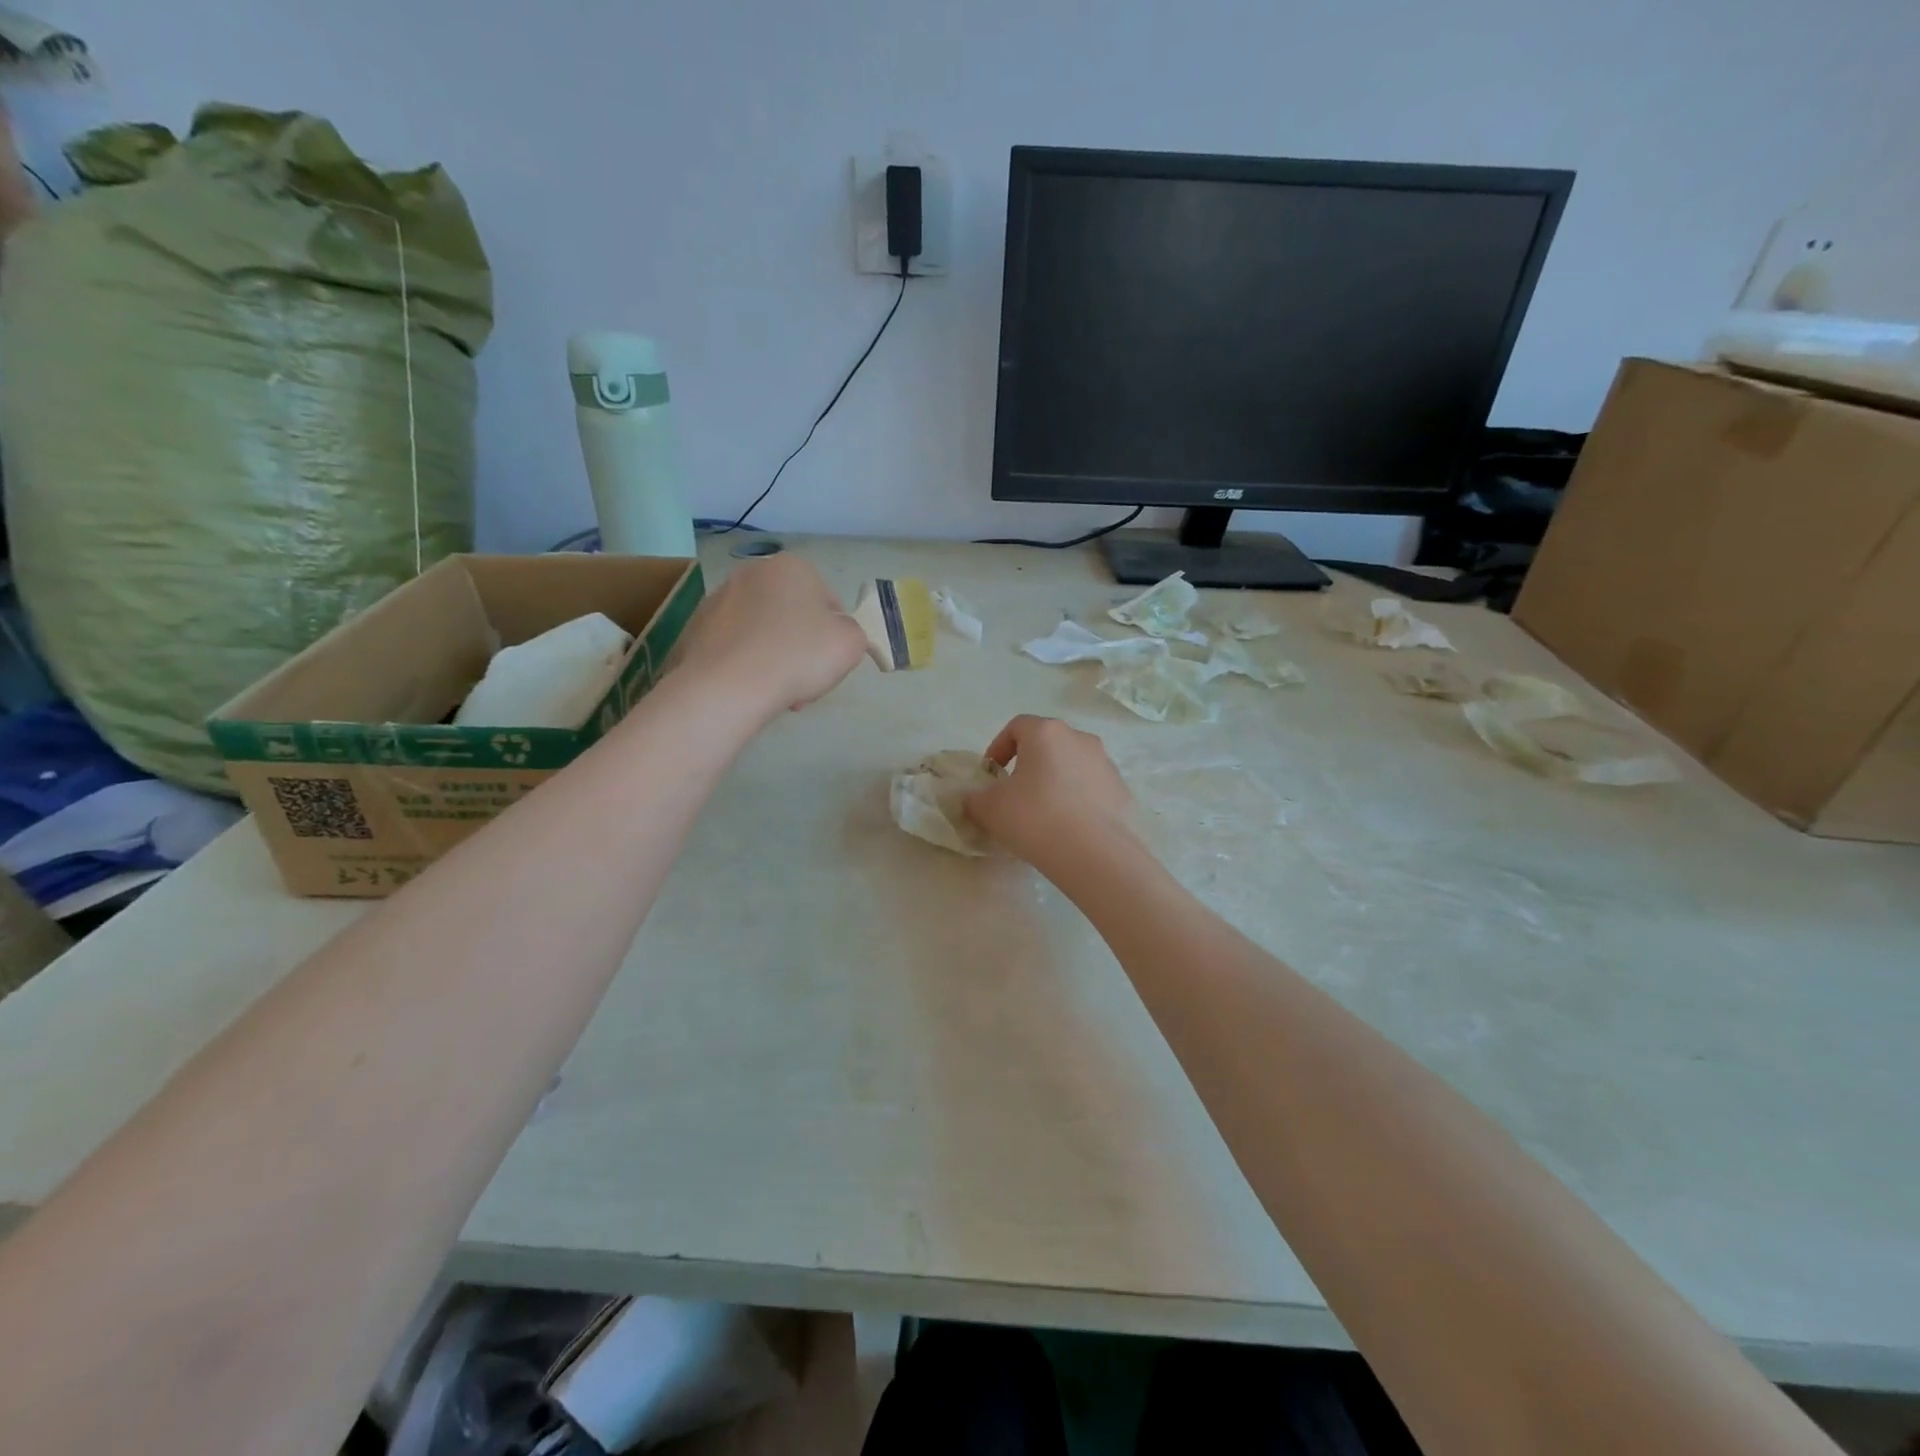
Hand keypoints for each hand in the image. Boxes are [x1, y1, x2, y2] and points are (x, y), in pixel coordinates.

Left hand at [670, 554, 867, 720]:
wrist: (727, 686)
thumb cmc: (797, 656)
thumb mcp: (851, 643)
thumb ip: (852, 631)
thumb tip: (835, 632)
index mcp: (792, 566)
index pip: (829, 603)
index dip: (834, 636)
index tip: (828, 663)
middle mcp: (752, 572)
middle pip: (792, 614)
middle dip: (800, 646)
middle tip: (804, 679)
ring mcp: (718, 598)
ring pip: (762, 631)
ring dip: (774, 656)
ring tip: (775, 689)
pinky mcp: (696, 626)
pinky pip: (734, 645)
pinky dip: (745, 663)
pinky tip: (749, 686)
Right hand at [966, 715, 1140, 879]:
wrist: (1096, 854)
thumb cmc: (1035, 818)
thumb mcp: (990, 809)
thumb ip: (975, 798)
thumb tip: (976, 798)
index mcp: (1046, 732)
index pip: (1017, 726)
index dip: (999, 747)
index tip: (991, 775)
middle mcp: (1080, 738)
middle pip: (1047, 744)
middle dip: (1029, 765)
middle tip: (1015, 794)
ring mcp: (1105, 764)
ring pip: (1071, 766)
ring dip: (1055, 782)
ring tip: (1043, 815)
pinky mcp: (1121, 791)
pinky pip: (1091, 789)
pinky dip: (1077, 801)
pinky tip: (1068, 828)